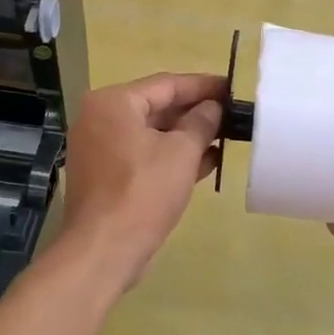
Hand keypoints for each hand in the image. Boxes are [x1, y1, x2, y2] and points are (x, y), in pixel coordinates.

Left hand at [60, 72, 225, 285]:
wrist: (103, 251)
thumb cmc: (143, 192)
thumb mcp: (181, 152)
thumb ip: (201, 122)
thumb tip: (213, 108)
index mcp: (113, 102)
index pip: (166, 84)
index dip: (203, 86)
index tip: (232, 88)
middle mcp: (100, 119)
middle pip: (157, 107)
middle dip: (196, 112)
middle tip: (233, 114)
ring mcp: (100, 149)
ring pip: (152, 133)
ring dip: (188, 136)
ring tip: (226, 137)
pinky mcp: (106, 176)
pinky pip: (144, 155)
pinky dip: (171, 156)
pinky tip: (206, 162)